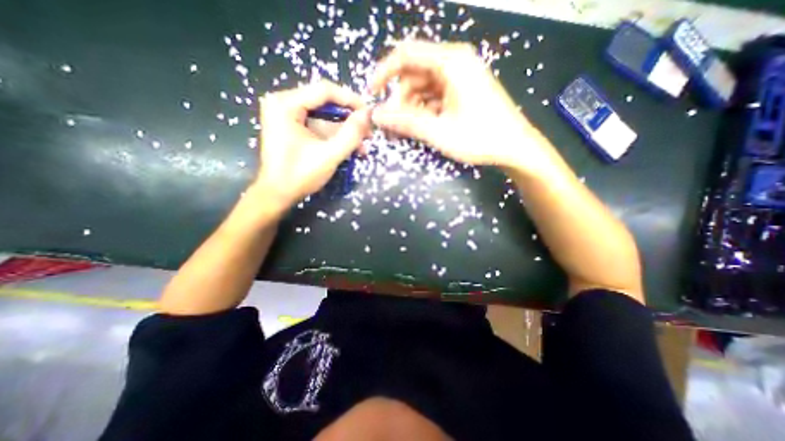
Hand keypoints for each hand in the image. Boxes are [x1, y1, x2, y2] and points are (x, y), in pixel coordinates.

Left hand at [253, 81, 370, 212]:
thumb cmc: (299, 175)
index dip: (351, 100)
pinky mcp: (294, 129)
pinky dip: (336, 137)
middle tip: (369, 132)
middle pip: (326, 103)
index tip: (370, 113)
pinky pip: (320, 127)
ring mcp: (288, 117)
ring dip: (346, 131)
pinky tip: (352, 148)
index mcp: (286, 104)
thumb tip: (368, 114)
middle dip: (350, 119)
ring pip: (325, 117)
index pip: (325, 91)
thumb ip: (351, 134)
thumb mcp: (329, 155)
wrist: (278, 195)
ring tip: (364, 145)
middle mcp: (284, 104)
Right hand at [372, 42, 546, 171]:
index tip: (372, 96)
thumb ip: (406, 122)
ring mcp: (460, 77)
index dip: (384, 73)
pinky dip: (423, 111)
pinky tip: (420, 127)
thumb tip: (377, 116)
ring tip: (405, 132)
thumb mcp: (439, 132)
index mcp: (451, 63)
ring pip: (423, 87)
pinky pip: (434, 96)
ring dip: (410, 108)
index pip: (406, 55)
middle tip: (393, 127)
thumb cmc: (479, 138)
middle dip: (399, 100)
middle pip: (414, 74)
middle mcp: (454, 63)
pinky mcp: (462, 91)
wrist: (514, 148)